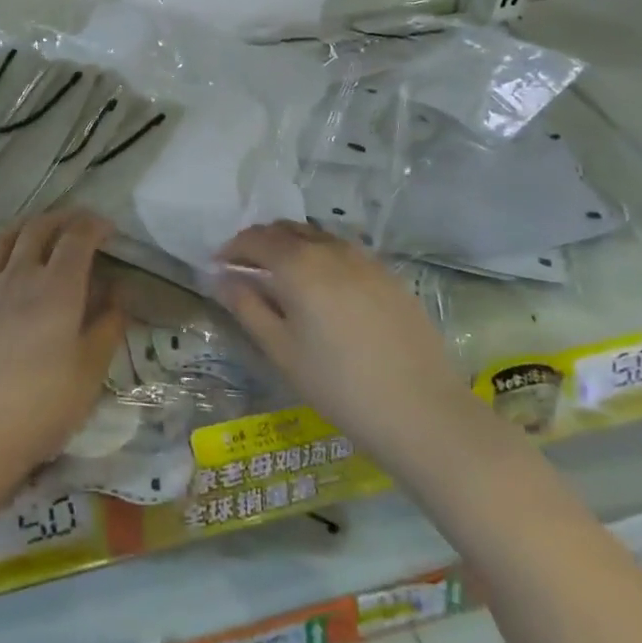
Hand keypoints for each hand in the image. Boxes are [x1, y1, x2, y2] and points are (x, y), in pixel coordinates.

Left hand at [0, 209, 123, 498]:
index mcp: (57, 288)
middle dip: (62, 218)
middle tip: (77, 223)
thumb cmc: (41, 407)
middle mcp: (19, 276)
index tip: (108, 229)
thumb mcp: (90, 372)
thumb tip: (117, 293)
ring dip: (26, 227)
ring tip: (38, 229)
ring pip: (3, 240)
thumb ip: (107, 326)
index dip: (94, 226)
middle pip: (39, 229)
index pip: (77, 238)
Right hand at [215, 222, 479, 462]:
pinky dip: (321, 256)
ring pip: (316, 237)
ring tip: (282, 276)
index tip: (218, 265)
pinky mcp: (388, 276)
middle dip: (259, 242)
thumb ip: (248, 307)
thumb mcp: (282, 351)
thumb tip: (222, 278)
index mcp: (298, 265)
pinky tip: (323, 288)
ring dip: (291, 245)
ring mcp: (364, 260)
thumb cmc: (340, 386)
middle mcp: (330, 250)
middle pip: (285, 230)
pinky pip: (343, 252)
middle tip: (245, 267)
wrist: (423, 412)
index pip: (255, 240)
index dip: (232, 248)